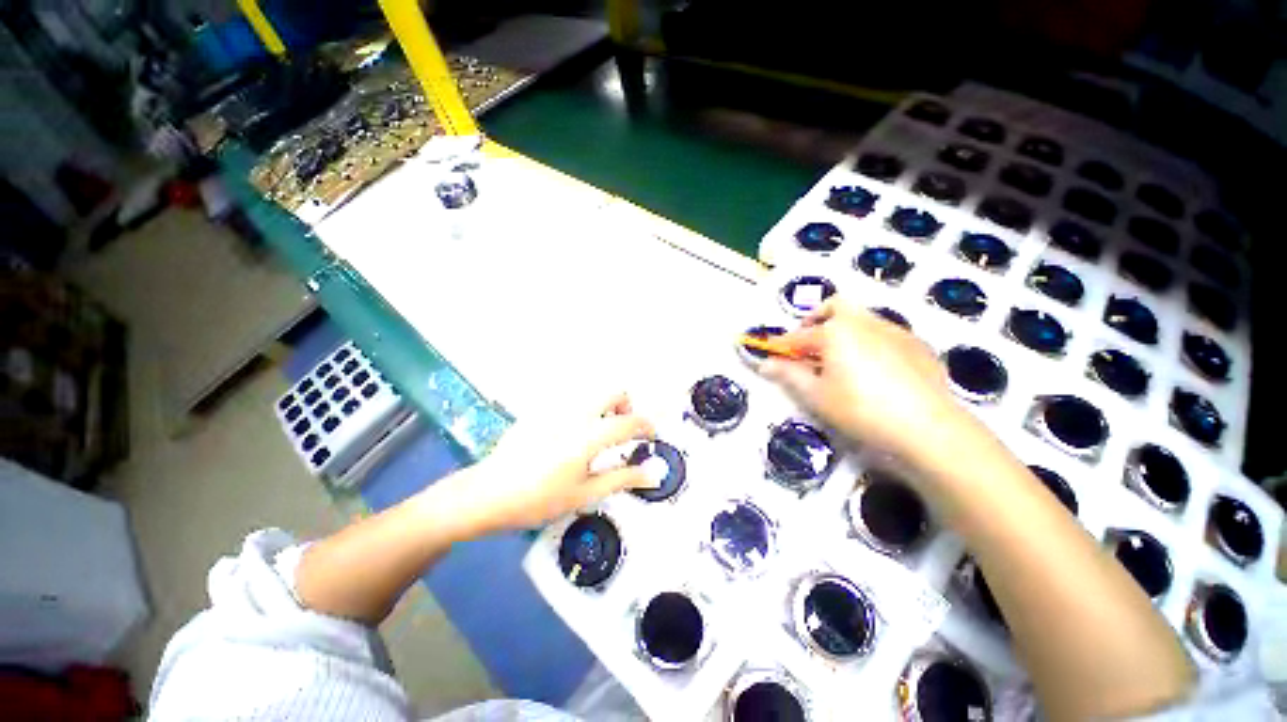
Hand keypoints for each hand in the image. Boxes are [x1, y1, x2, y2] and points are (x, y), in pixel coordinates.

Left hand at [451, 394, 655, 533]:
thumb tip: (653, 474)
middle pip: (614, 392)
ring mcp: (556, 408)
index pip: (630, 421)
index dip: (647, 426)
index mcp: (588, 435)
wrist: (487, 494)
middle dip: (626, 407)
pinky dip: (584, 412)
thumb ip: (622, 479)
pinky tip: (568, 438)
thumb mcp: (585, 494)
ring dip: (605, 408)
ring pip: (593, 394)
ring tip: (596, 437)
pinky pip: (572, 401)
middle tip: (622, 432)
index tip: (651, 437)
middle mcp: (575, 413)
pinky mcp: (540, 410)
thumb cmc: (539, 499)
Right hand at [759, 299, 975, 465]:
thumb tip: (765, 364)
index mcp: (836, 331)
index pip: (799, 336)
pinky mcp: (918, 345)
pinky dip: (870, 342)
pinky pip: (886, 334)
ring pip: (863, 318)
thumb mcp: (816, 395)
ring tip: (841, 360)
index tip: (770, 354)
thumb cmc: (861, 409)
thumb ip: (788, 375)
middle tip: (810, 344)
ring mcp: (895, 330)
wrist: (928, 427)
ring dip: (845, 330)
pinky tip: (875, 371)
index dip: (782, 345)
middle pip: (836, 306)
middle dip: (817, 319)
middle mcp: (865, 321)